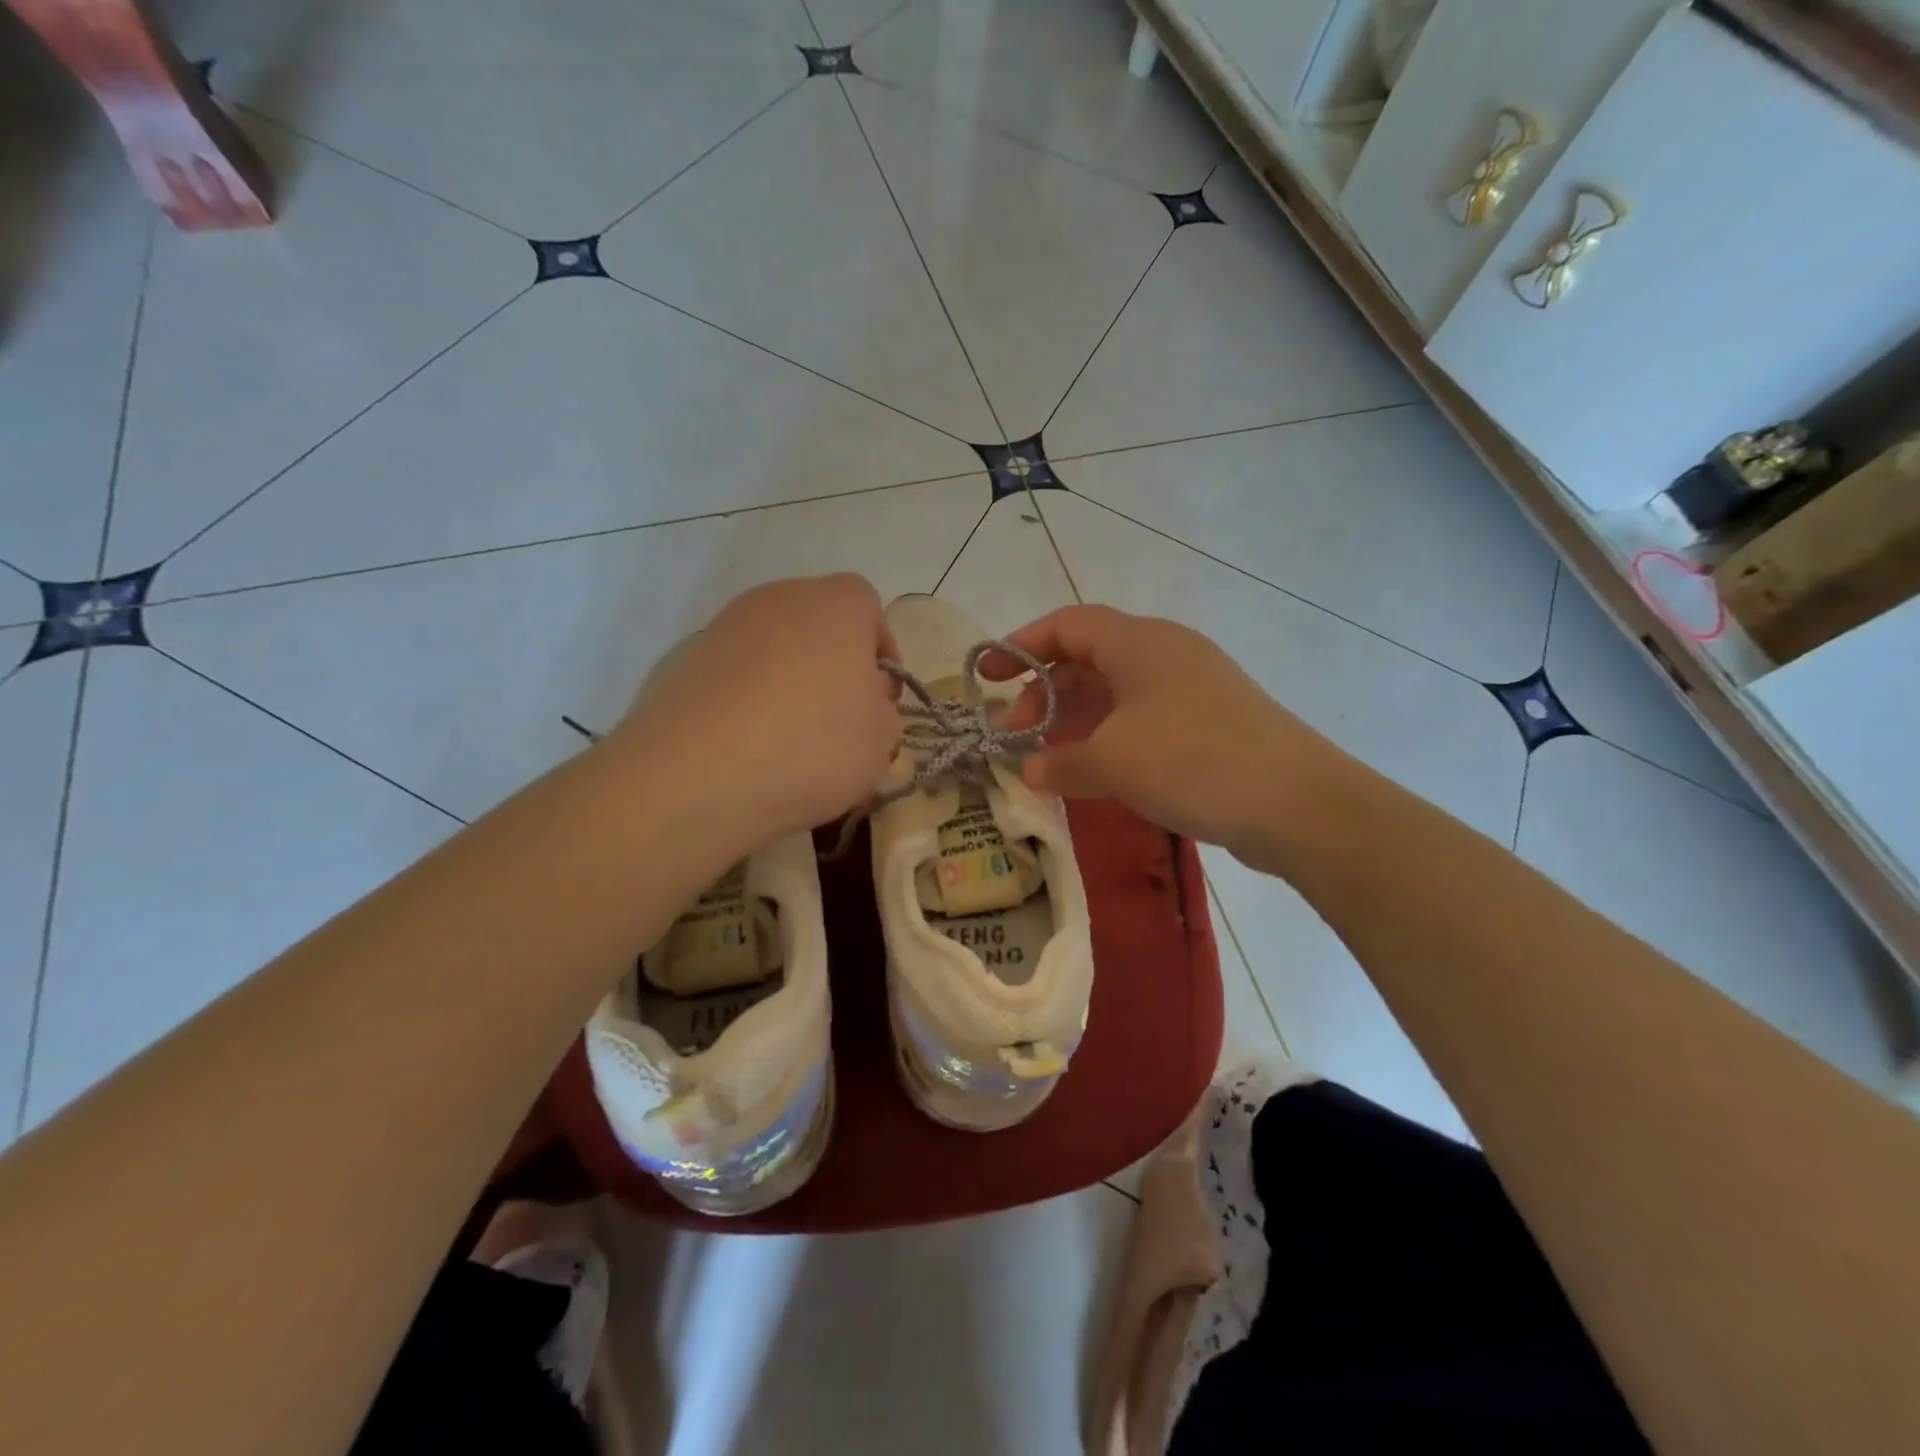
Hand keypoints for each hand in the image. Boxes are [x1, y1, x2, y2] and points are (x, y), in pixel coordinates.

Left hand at [614, 575, 900, 841]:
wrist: (699, 774)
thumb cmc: (814, 745)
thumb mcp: (881, 739)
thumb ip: (883, 710)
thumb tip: (862, 702)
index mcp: (837, 604)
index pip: (868, 606)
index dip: (880, 650)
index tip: (880, 696)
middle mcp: (780, 598)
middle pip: (818, 622)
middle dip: (834, 663)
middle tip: (840, 716)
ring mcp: (727, 625)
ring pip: (774, 646)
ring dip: (789, 680)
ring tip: (791, 737)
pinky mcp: (687, 660)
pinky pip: (736, 673)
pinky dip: (748, 698)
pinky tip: (749, 744)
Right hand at [984, 605, 1351, 870]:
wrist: (1297, 803)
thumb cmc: (1192, 761)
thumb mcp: (1113, 762)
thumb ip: (1060, 761)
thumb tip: (1029, 769)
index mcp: (1139, 642)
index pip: (1066, 625)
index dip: (1020, 646)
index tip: (985, 676)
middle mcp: (1165, 653)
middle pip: (1088, 658)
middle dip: (1044, 692)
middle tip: (1015, 734)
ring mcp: (1192, 688)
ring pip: (1115, 692)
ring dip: (1075, 719)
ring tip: (1047, 757)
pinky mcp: (1210, 722)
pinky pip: (1142, 718)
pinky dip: (1109, 737)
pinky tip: (1094, 772)